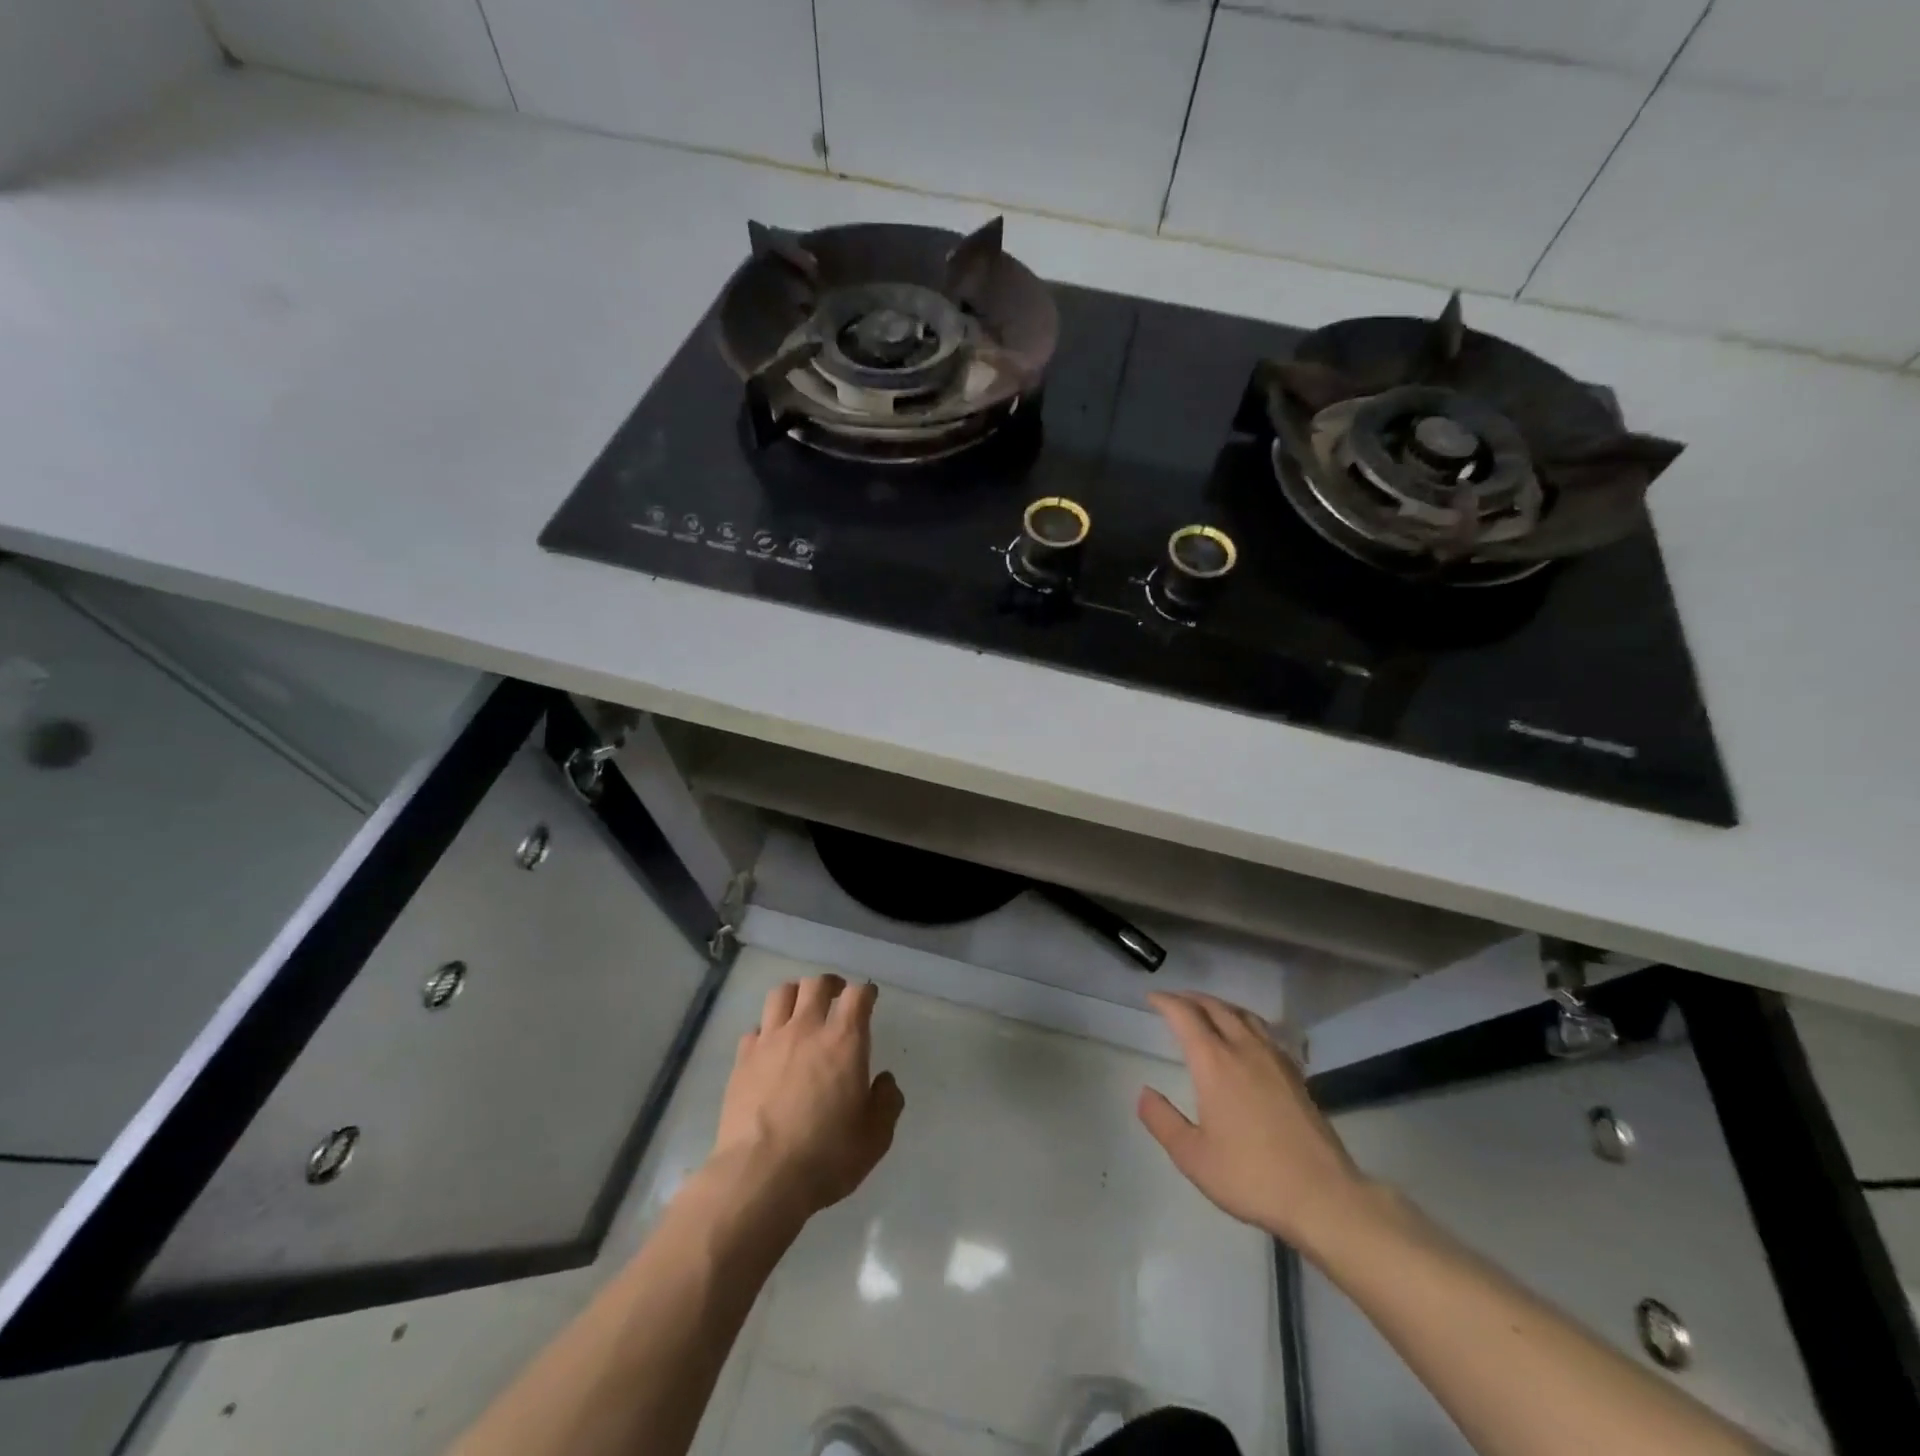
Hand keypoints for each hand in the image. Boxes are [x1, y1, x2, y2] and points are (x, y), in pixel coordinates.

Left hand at [707, 974, 903, 1217]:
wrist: (760, 1178)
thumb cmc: (826, 1156)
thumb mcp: (875, 1137)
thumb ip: (887, 1102)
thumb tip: (884, 1081)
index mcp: (844, 1041)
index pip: (858, 995)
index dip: (866, 992)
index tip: (869, 998)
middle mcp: (806, 1030)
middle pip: (816, 984)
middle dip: (830, 984)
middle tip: (836, 996)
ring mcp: (770, 1042)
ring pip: (781, 994)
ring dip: (795, 995)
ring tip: (800, 1009)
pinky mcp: (742, 1061)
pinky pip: (754, 1029)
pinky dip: (766, 1030)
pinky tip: (770, 1047)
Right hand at [1139, 991, 1367, 1248]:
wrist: (1323, 1197)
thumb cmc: (1251, 1176)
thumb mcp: (1192, 1156)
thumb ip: (1162, 1121)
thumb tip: (1144, 1092)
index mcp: (1214, 1062)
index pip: (1185, 1016)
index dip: (1166, 1002)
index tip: (1152, 998)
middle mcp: (1244, 1049)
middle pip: (1215, 1007)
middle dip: (1191, 998)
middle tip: (1174, 1000)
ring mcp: (1274, 1059)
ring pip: (1243, 1015)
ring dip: (1219, 1005)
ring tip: (1207, 1010)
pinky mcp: (1296, 1074)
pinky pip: (1264, 1031)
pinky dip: (1245, 1021)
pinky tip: (1247, 1037)